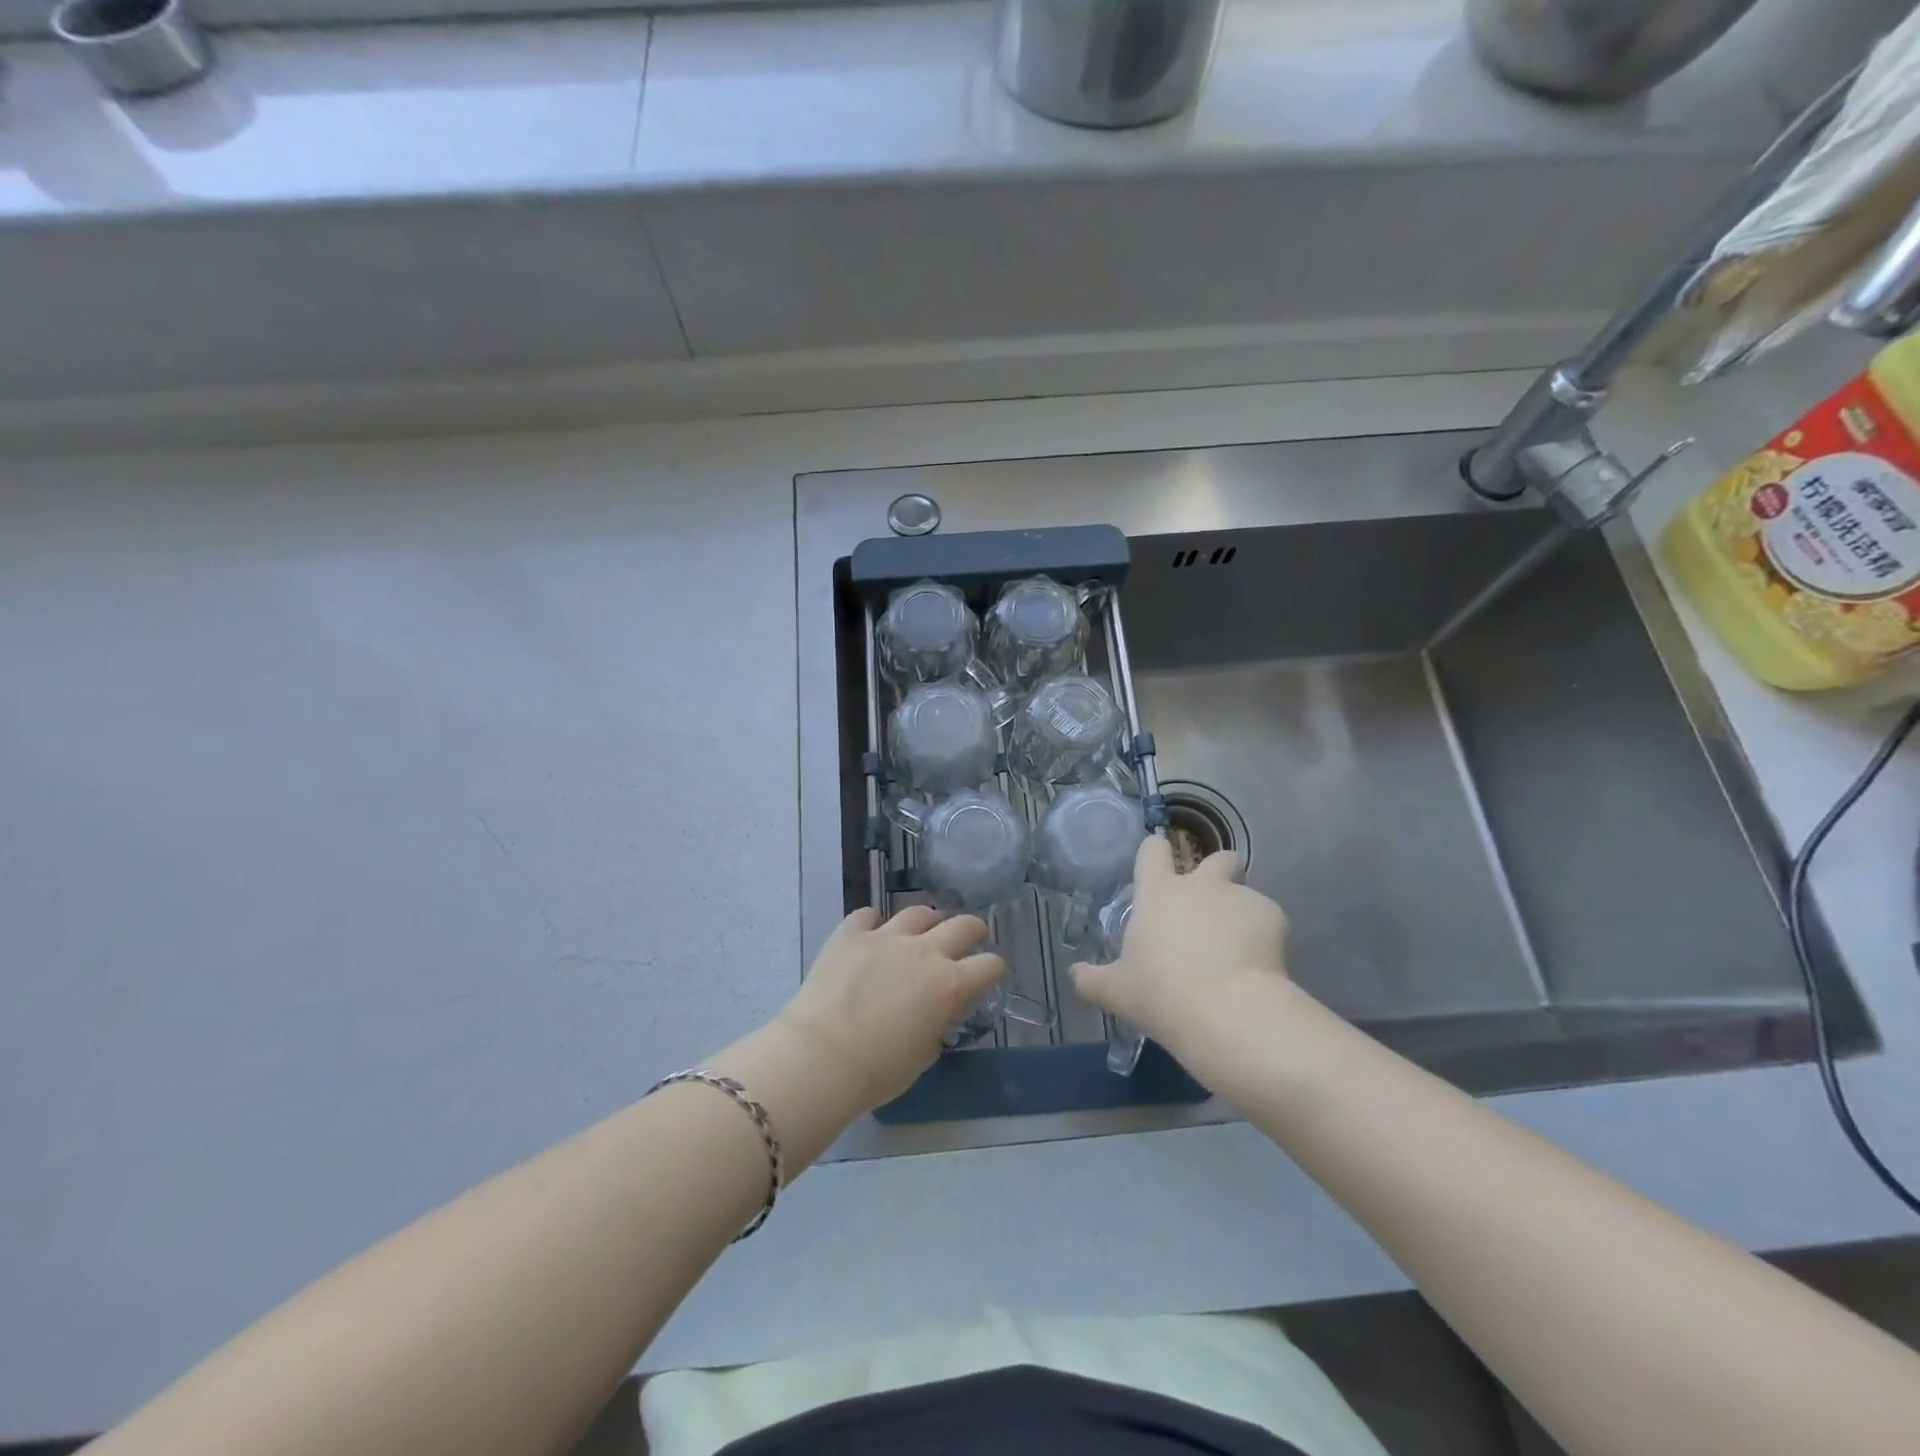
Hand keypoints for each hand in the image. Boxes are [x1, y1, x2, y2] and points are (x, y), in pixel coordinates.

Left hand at [778, 907, 1005, 1111]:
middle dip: (972, 931)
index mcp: (949, 985)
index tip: (987, 975)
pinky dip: (874, 923)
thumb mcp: (924, 1054)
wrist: (820, 1055)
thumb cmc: (877, 1070)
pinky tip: (871, 934)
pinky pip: (868, 915)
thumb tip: (936, 1013)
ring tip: (921, 931)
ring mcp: (886, 936)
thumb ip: (938, 1024)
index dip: (992, 970)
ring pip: (918, 912)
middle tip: (969, 938)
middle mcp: (925, 951)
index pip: (989, 965)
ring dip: (927, 922)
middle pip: (963, 924)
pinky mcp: (851, 933)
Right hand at [1069, 836, 1289, 1060]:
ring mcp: (1240, 897)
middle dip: (1219, 872)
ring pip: (1245, 893)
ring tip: (1240, 954)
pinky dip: (1265, 939)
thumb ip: (1092, 980)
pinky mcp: (1275, 916)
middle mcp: (1200, 885)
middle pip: (1217, 858)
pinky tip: (1260, 970)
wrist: (1228, 1012)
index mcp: (1159, 893)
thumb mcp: (1117, 992)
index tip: (1158, 867)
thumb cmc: (1161, 994)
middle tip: (1213, 906)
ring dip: (1241, 914)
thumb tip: (1075, 975)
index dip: (1156, 853)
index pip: (1153, 850)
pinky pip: (1268, 921)